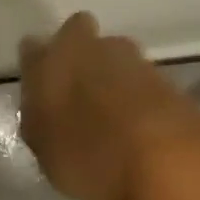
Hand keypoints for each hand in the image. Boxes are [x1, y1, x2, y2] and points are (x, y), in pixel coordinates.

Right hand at [18, 12, 199, 199]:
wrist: (165, 158)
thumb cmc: (89, 152)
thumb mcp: (45, 149)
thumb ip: (39, 121)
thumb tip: (41, 109)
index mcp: (58, 53)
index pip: (34, 48)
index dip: (39, 67)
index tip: (40, 91)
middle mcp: (95, 43)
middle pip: (81, 41)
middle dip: (80, 63)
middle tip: (78, 103)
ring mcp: (134, 58)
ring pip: (115, 61)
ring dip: (112, 82)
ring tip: (111, 126)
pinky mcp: (165, 79)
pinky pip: (140, 86)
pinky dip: (137, 105)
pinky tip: (136, 138)